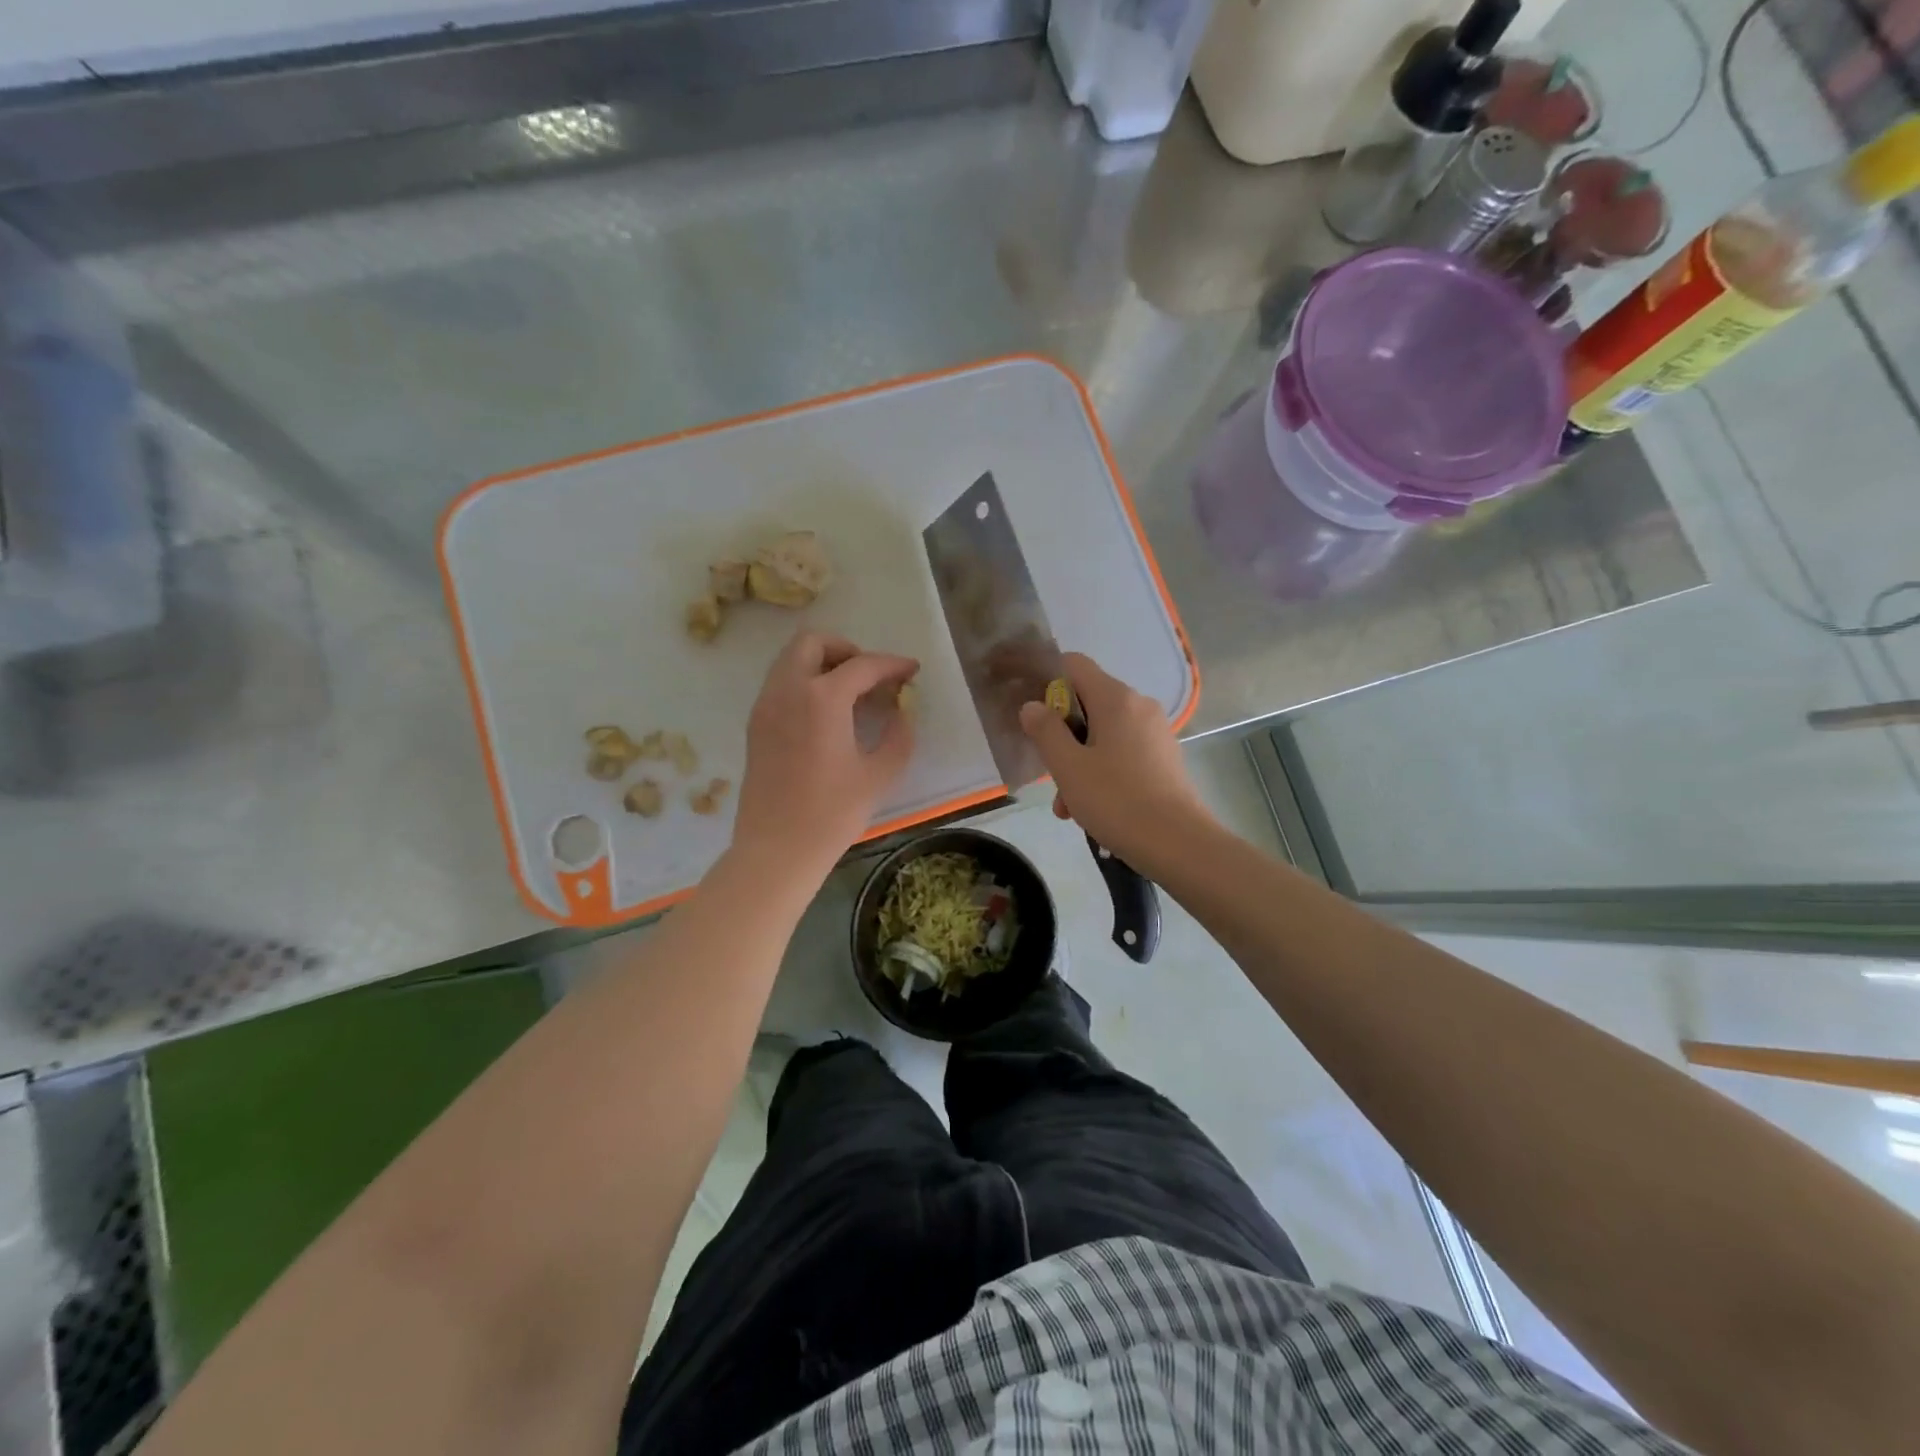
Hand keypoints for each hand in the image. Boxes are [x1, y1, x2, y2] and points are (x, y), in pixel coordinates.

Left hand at [733, 630, 918, 877]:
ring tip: (851, 694)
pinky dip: (805, 683)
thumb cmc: (831, 814)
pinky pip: (780, 684)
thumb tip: (901, 712)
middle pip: (812, 642)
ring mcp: (766, 706)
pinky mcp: (755, 725)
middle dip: (847, 649)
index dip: (892, 664)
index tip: (912, 670)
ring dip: (822, 664)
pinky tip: (827, 715)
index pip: (862, 665)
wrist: (776, 850)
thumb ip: (898, 735)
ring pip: (791, 660)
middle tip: (871, 676)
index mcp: (821, 698)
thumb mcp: (879, 775)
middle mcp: (787, 690)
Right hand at [1018, 652, 1207, 869]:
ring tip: (1067, 808)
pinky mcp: (1164, 759)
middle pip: (1087, 703)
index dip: (1046, 679)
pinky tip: (1092, 810)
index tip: (1031, 712)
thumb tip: (1032, 706)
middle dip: (1061, 735)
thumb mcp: (1068, 767)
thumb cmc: (1117, 801)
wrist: (1179, 844)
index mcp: (1116, 699)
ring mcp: (1155, 733)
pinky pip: (1122, 753)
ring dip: (1078, 763)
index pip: (1074, 664)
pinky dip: (1102, 772)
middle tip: (1047, 773)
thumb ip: (1045, 731)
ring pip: (1103, 734)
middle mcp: (1139, 706)